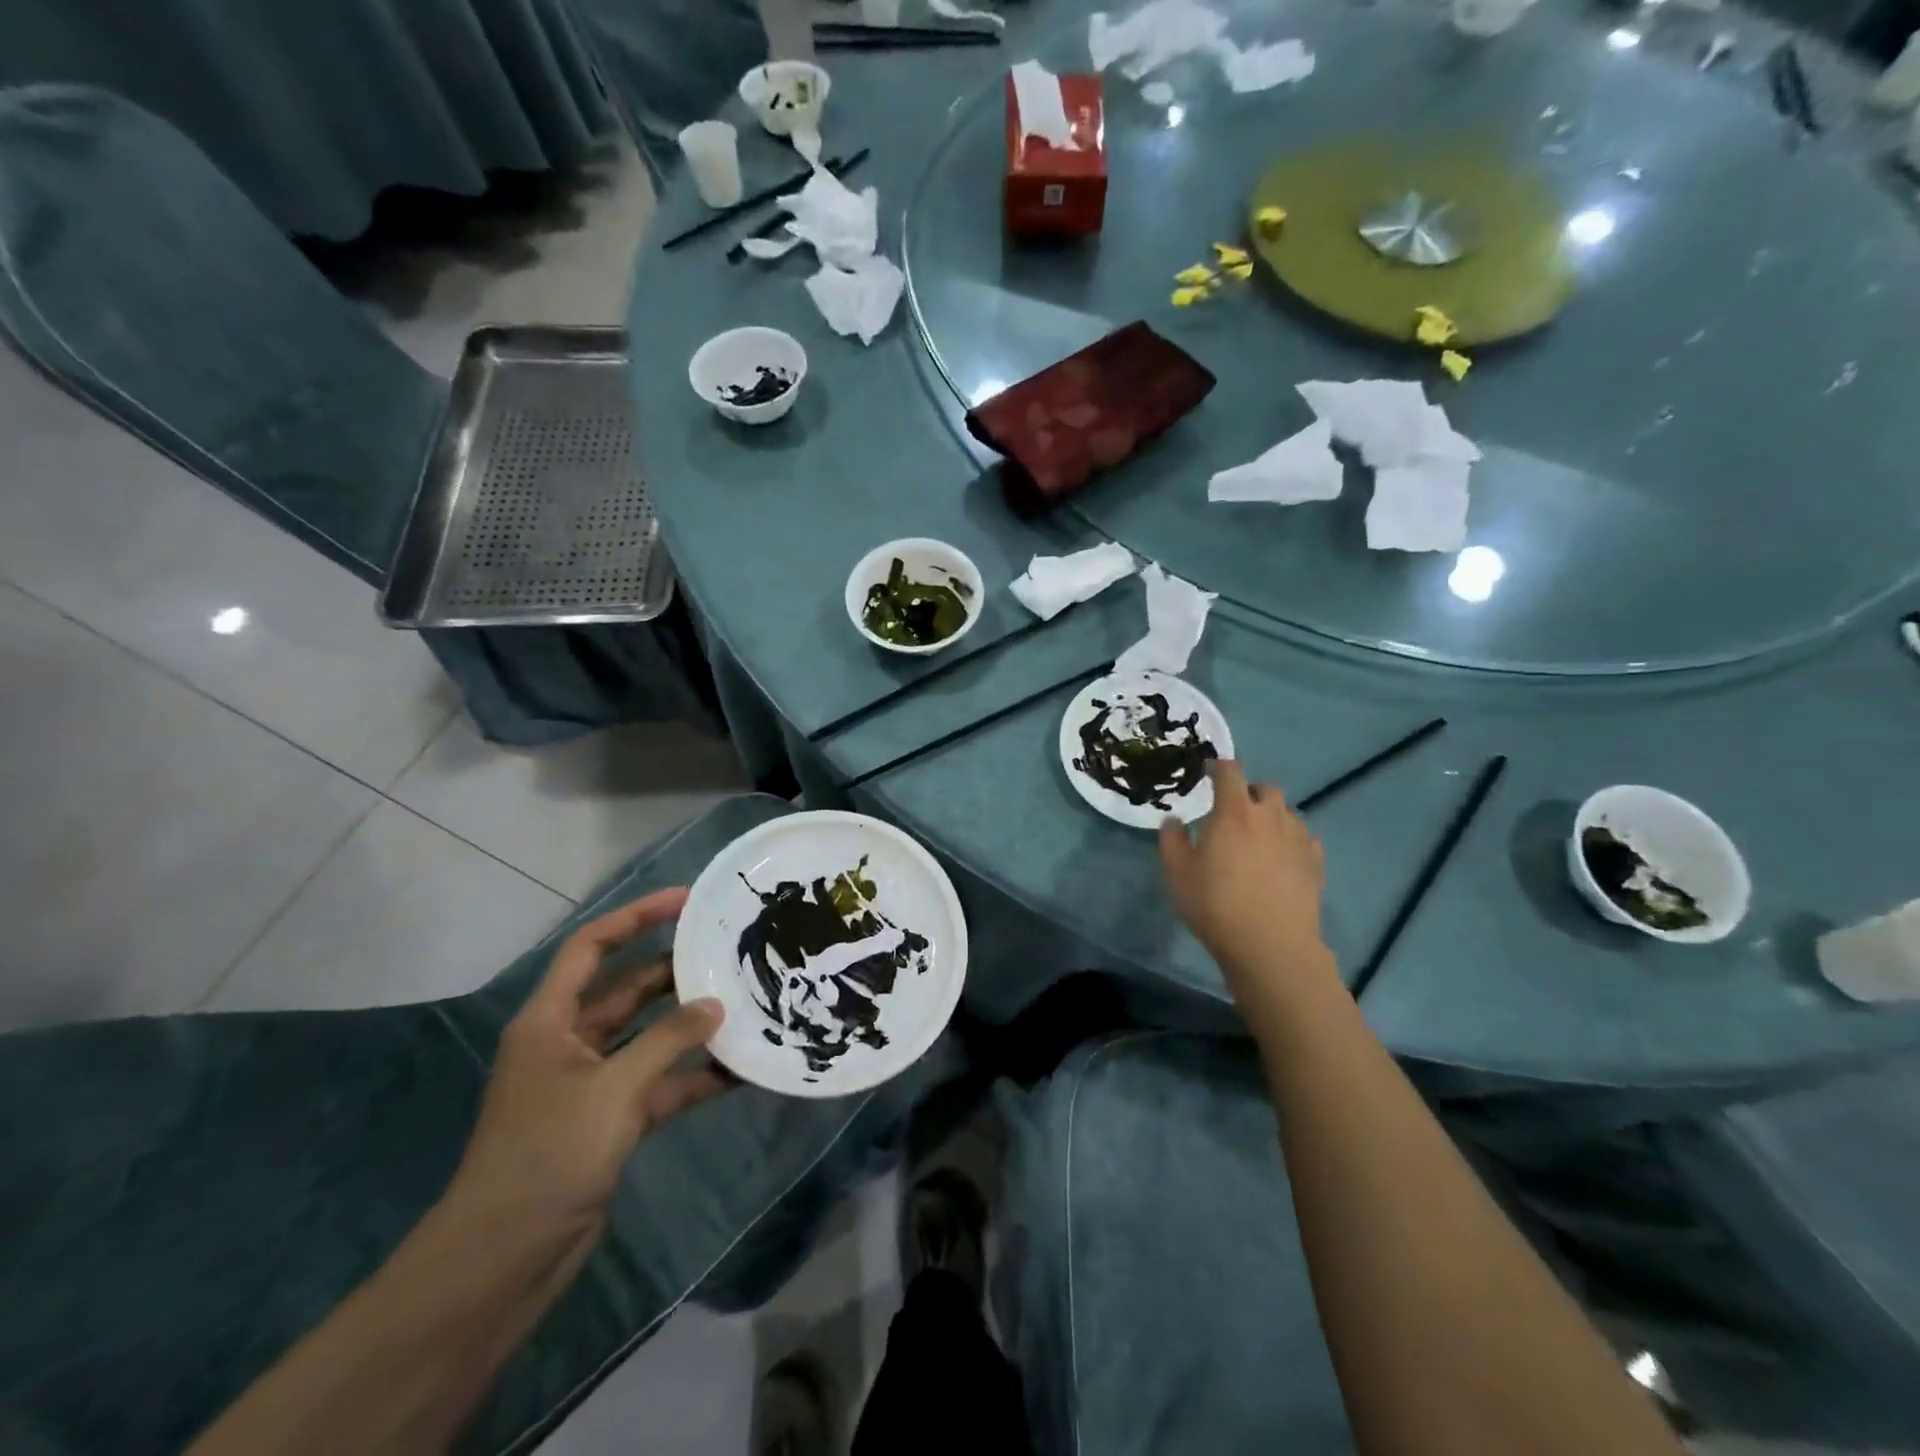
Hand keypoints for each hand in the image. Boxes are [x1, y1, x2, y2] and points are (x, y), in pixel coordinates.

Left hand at [447, 888, 728, 1247]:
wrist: (502, 1261)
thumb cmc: (547, 1155)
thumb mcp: (613, 1089)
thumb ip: (669, 1040)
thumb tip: (715, 1005)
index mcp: (550, 1020)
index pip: (592, 947)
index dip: (636, 917)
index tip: (686, 900)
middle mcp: (569, 1042)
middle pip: (626, 989)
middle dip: (675, 971)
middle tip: (728, 952)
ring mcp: (590, 1084)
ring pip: (648, 1036)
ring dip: (689, 1025)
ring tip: (743, 1002)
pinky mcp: (609, 1121)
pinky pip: (659, 1083)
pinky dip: (692, 1076)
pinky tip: (738, 1070)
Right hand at [1159, 760, 1330, 995]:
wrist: (1271, 945)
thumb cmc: (1216, 905)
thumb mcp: (1177, 874)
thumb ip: (1172, 841)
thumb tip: (1173, 820)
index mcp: (1234, 812)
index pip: (1230, 771)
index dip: (1218, 766)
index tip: (1208, 772)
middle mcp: (1270, 816)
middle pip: (1265, 788)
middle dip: (1250, 792)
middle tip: (1234, 812)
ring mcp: (1298, 838)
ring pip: (1287, 812)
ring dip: (1272, 816)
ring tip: (1258, 838)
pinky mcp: (1315, 862)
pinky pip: (1305, 838)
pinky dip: (1291, 839)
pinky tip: (1282, 859)